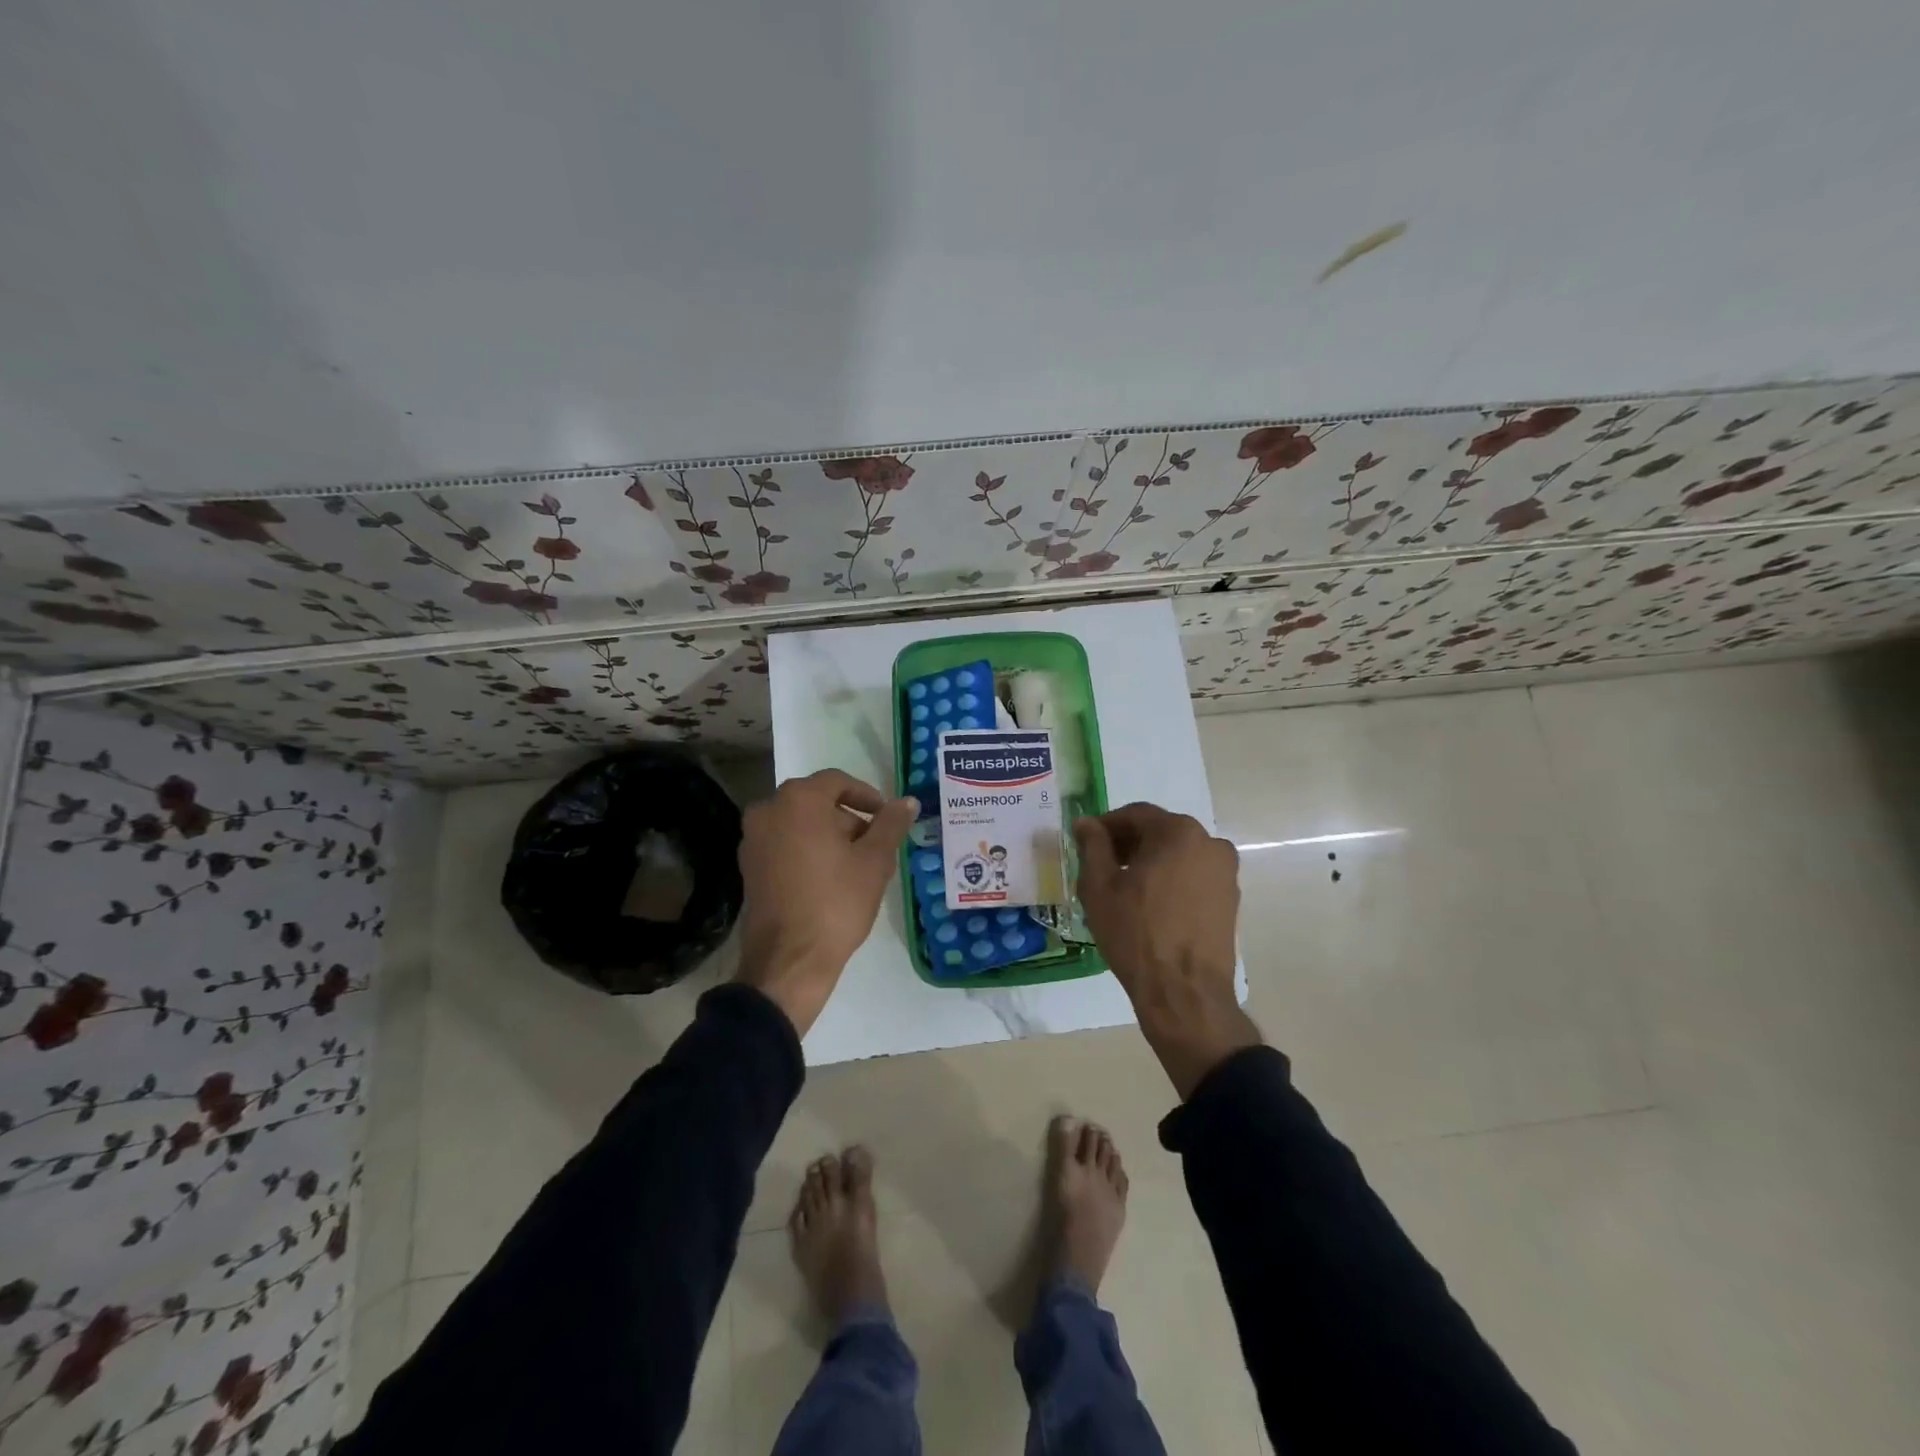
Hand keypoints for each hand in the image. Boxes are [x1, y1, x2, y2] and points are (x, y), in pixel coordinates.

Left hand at [736, 769, 918, 1034]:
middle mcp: (768, 810)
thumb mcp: (874, 861)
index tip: (887, 818)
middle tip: (875, 846)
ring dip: (829, 836)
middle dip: (849, 819)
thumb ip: (891, 824)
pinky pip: (785, 844)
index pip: (838, 782)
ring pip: (800, 824)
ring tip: (857, 866)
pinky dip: (808, 851)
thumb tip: (907, 802)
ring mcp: (753, 839)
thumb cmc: (836, 902)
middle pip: (817, 802)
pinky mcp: (749, 866)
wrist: (789, 960)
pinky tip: (830, 880)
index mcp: (798, 800)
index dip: (867, 797)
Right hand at [1074, 803, 1260, 1098]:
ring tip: (1124, 888)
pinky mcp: (1230, 900)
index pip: (1136, 814)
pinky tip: (1149, 905)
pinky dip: (1170, 881)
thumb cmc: (1136, 933)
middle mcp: (1210, 844)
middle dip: (1129, 843)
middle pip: (1160, 832)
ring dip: (1150, 862)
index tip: (1085, 841)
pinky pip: (1193, 877)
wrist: (1184, 992)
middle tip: (1101, 865)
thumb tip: (1087, 824)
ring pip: (1178, 855)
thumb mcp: (1100, 886)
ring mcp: (1225, 873)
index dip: (1106, 826)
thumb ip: (1093, 846)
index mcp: (1179, 832)